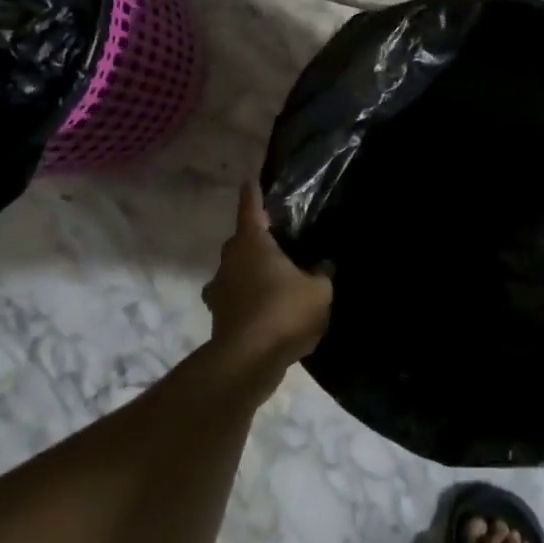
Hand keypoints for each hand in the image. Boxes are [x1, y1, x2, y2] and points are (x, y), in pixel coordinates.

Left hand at [202, 181, 332, 380]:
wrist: (247, 362)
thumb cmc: (284, 311)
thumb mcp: (319, 290)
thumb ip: (323, 274)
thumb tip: (324, 265)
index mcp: (252, 243)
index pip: (251, 208)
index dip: (253, 193)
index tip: (250, 180)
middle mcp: (230, 260)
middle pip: (241, 241)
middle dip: (256, 240)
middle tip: (280, 241)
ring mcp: (219, 291)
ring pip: (235, 272)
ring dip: (250, 273)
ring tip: (276, 280)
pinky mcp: (219, 318)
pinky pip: (236, 299)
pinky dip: (249, 300)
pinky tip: (270, 311)